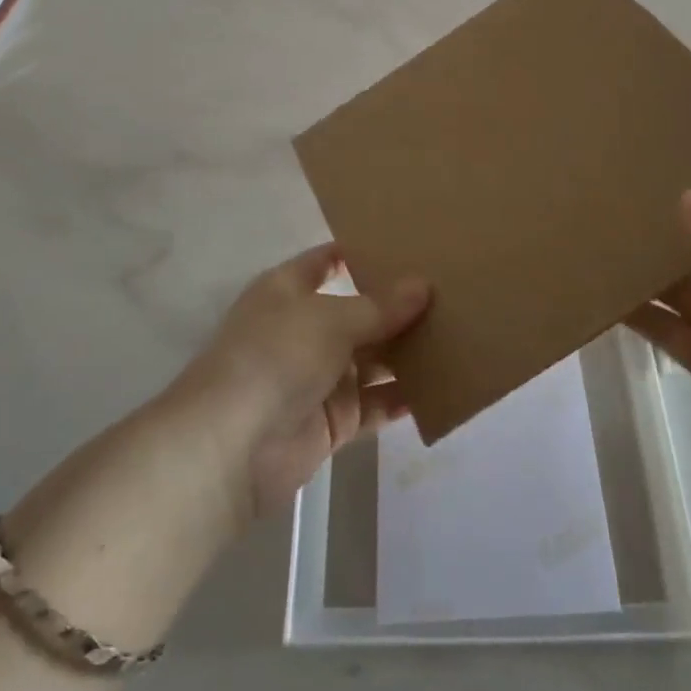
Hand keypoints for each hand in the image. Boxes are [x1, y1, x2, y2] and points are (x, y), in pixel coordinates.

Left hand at [168, 245, 430, 520]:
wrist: (232, 446)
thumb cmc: (275, 357)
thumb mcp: (329, 319)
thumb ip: (379, 306)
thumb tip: (423, 286)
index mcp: (288, 291)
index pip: (327, 261)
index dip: (362, 252)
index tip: (409, 244)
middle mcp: (304, 330)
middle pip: (358, 312)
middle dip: (398, 306)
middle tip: (451, 291)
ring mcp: (319, 377)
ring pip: (372, 359)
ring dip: (407, 352)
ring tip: (459, 335)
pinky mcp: (333, 420)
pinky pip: (376, 403)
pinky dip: (404, 397)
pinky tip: (445, 386)